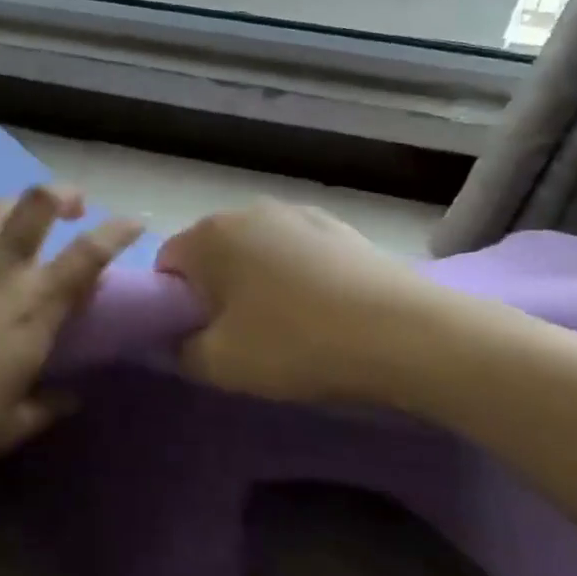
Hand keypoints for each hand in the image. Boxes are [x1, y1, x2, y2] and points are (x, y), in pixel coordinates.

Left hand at [0, 169, 141, 479]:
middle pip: (38, 207)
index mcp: (33, 310)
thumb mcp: (11, 428)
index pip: (87, 258)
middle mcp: (0, 270)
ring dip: (7, 204)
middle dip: (61, 194)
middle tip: (70, 202)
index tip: (131, 221)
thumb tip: (75, 397)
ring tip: (9, 213)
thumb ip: (49, 407)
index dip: (115, 233)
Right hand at [156, 199, 473, 404]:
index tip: (199, 338)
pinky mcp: (339, 226)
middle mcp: (247, 211)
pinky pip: (298, 253)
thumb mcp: (222, 364)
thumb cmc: (298, 343)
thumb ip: (181, 351)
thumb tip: (176, 341)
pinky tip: (324, 312)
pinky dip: (297, 277)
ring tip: (287, 327)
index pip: (167, 266)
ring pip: (256, 252)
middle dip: (215, 292)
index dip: (174, 306)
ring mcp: (297, 213)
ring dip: (257, 284)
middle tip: (239, 338)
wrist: (410, 334)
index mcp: (209, 235)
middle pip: (211, 255)